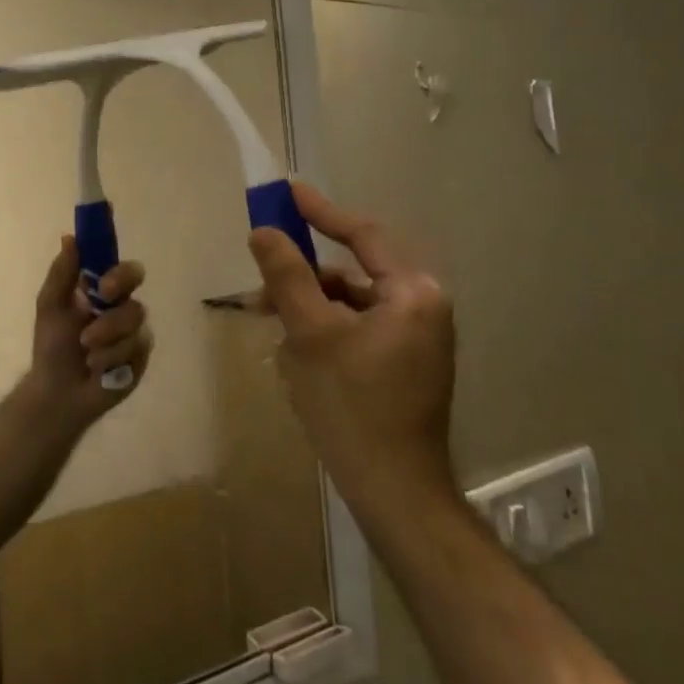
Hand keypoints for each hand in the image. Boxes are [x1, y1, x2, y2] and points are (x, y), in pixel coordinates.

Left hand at [25, 237, 152, 420]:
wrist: (57, 391)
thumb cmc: (52, 346)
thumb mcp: (50, 306)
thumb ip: (62, 273)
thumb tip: (70, 238)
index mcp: (103, 290)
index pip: (123, 268)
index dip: (119, 270)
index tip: (103, 283)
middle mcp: (123, 306)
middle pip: (136, 290)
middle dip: (118, 298)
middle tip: (101, 306)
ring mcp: (135, 332)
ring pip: (134, 321)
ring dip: (106, 335)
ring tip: (86, 349)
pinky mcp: (141, 357)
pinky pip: (136, 348)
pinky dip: (111, 357)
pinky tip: (97, 367)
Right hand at [247, 181, 456, 512]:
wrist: (393, 491)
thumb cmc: (352, 405)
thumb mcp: (310, 334)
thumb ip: (287, 276)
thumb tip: (264, 231)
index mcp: (413, 293)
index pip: (363, 235)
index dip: (321, 212)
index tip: (287, 192)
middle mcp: (423, 308)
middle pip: (352, 272)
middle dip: (303, 276)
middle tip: (260, 279)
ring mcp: (416, 340)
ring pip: (351, 304)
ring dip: (309, 306)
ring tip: (268, 323)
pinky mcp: (405, 365)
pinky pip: (358, 330)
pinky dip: (325, 330)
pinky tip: (295, 350)